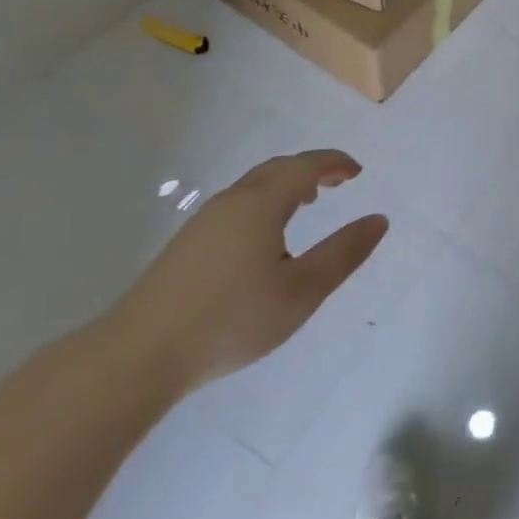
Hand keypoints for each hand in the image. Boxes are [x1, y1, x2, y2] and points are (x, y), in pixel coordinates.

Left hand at [109, 150, 388, 393]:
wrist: (139, 355)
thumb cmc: (231, 320)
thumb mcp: (302, 291)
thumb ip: (343, 253)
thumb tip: (379, 220)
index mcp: (261, 204)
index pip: (304, 166)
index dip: (334, 163)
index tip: (357, 172)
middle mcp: (231, 202)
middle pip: (277, 169)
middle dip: (311, 169)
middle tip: (338, 182)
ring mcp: (204, 222)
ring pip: (254, 187)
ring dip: (287, 186)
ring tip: (308, 203)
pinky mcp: (187, 245)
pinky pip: (238, 205)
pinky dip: (265, 203)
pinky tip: (266, 237)